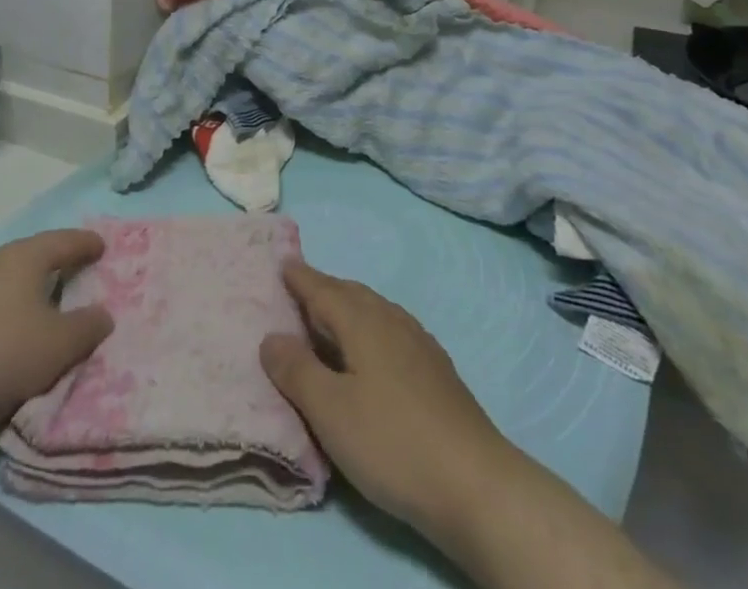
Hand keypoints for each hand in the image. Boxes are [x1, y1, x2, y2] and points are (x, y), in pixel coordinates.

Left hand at [0, 230, 112, 455]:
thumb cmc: (4, 354)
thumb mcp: (59, 344)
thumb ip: (87, 326)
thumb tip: (103, 314)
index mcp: (25, 256)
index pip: (64, 241)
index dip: (86, 243)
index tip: (103, 246)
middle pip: (38, 254)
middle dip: (62, 260)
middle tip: (84, 268)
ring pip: (17, 280)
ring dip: (39, 287)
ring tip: (58, 300)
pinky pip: (2, 302)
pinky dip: (20, 308)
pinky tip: (25, 327)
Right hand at [260, 262, 515, 542]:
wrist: (476, 484)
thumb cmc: (393, 442)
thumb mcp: (330, 411)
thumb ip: (297, 371)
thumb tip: (271, 336)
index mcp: (362, 321)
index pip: (322, 289)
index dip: (300, 278)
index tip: (282, 262)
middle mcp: (390, 320)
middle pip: (350, 293)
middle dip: (323, 288)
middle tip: (299, 289)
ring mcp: (418, 343)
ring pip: (374, 310)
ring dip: (348, 308)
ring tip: (330, 318)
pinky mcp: (436, 370)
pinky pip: (391, 330)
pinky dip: (371, 328)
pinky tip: (374, 352)